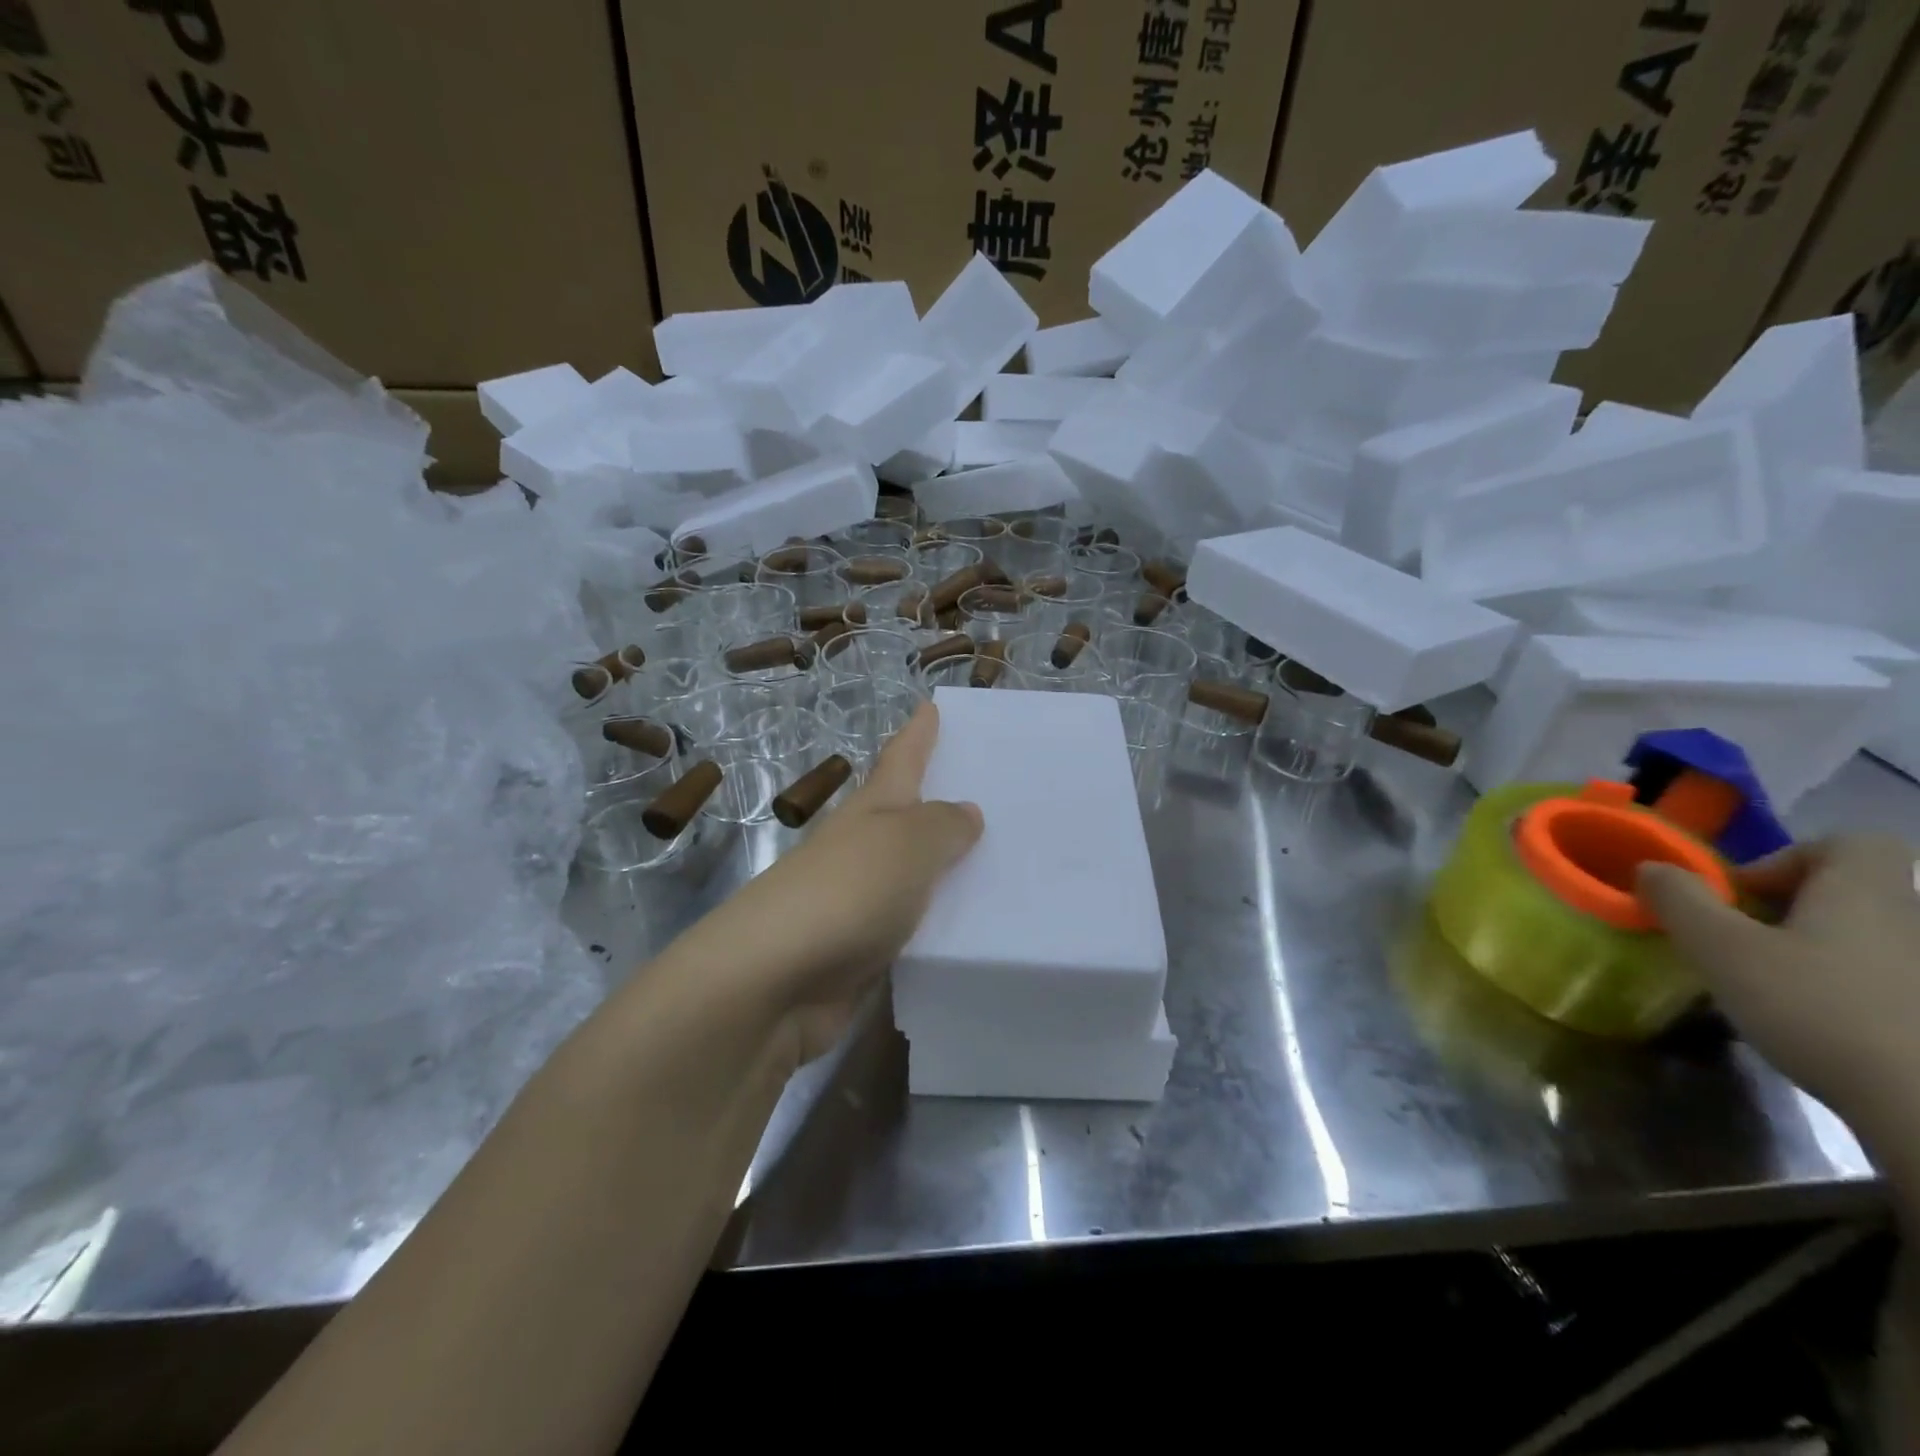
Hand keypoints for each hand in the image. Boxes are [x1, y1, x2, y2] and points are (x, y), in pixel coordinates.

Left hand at [675, 701, 982, 1066]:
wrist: (773, 984)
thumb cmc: (845, 893)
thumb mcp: (906, 845)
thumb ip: (943, 828)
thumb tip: (966, 811)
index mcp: (873, 812)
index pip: (901, 760)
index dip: (918, 733)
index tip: (932, 705)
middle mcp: (864, 850)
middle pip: (907, 818)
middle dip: (942, 804)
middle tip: (996, 793)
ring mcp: (860, 904)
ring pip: (915, 877)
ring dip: (947, 870)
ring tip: (1004, 865)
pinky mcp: (863, 954)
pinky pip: (915, 932)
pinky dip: (941, 926)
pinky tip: (977, 932)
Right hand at [1640, 836, 1919, 1176]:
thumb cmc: (1817, 1008)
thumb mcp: (1721, 949)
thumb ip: (1679, 900)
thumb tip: (1652, 867)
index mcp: (1864, 891)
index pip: (1847, 843)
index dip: (1788, 858)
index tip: (1745, 897)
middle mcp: (1912, 919)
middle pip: (1849, 891)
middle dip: (1790, 910)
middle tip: (1744, 945)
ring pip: (1867, 938)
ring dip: (1817, 951)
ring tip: (1775, 989)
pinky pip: (1888, 981)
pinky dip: (1850, 991)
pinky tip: (1821, 1026)